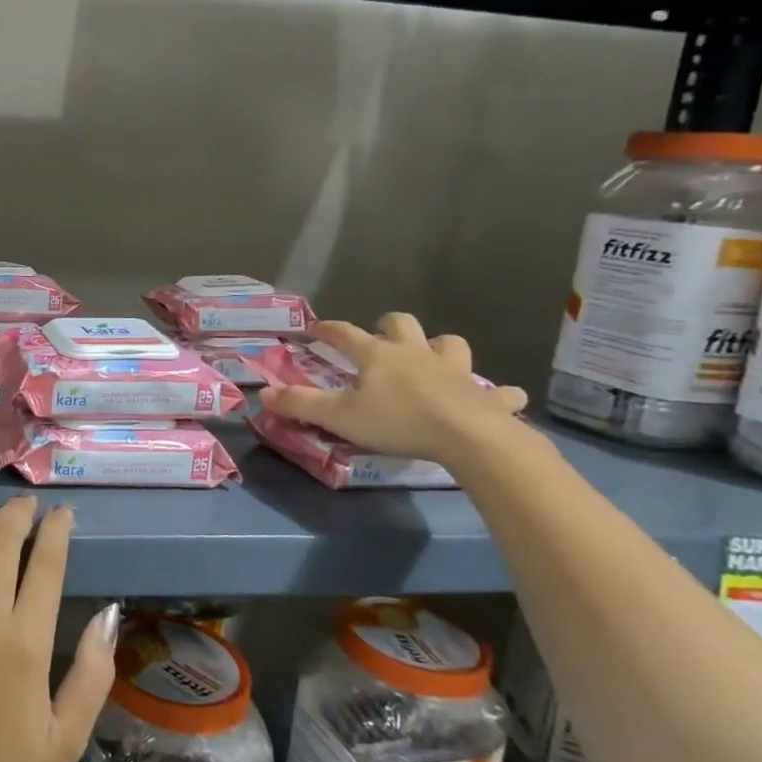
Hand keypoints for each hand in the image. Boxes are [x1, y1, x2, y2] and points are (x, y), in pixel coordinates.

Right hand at [261, 313, 528, 464]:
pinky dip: (496, 394)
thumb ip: (301, 404)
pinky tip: (497, 400)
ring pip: (450, 344)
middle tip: (380, 338)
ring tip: (433, 361)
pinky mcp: (486, 395)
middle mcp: (415, 353)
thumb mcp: (340, 416)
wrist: (468, 437)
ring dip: (441, 349)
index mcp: (377, 355)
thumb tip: (263, 393)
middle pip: (401, 324)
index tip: (314, 327)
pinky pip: (498, 391)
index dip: (327, 328)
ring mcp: (454, 371)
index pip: (345, 333)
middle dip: (388, 325)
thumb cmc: (397, 421)